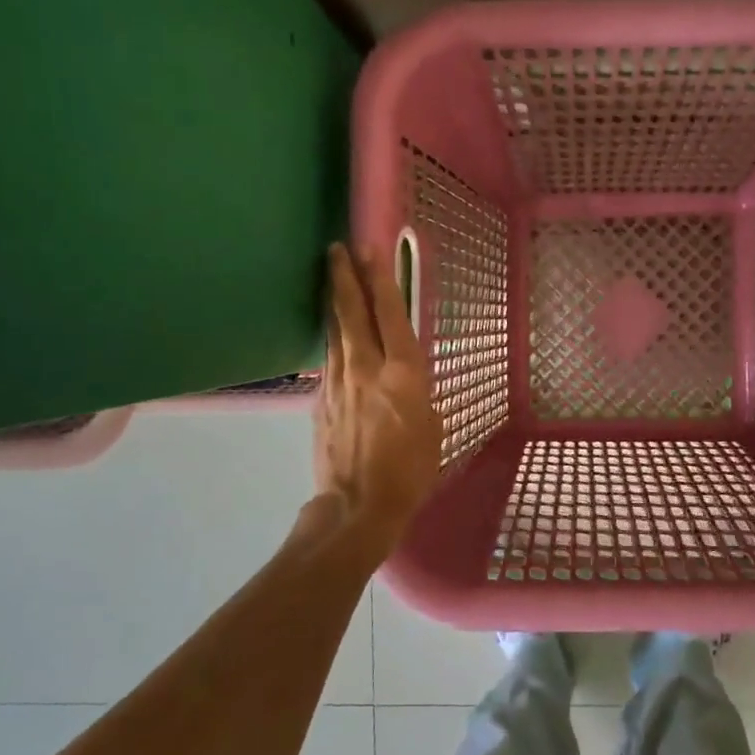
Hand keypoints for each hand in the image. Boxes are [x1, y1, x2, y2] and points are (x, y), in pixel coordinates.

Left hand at [313, 243, 442, 548]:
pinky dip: (333, 339)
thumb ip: (418, 394)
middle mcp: (367, 368)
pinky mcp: (320, 401)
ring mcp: (338, 383)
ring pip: (335, 332)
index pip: (389, 314)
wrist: (358, 506)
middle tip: (336, 248)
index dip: (380, 279)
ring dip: (333, 301)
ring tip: (330, 277)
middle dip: (343, 277)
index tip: (369, 249)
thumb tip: (406, 382)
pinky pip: (329, 361)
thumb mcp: (433, 427)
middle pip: (351, 312)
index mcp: (403, 373)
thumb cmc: (410, 470)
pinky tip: (333, 334)